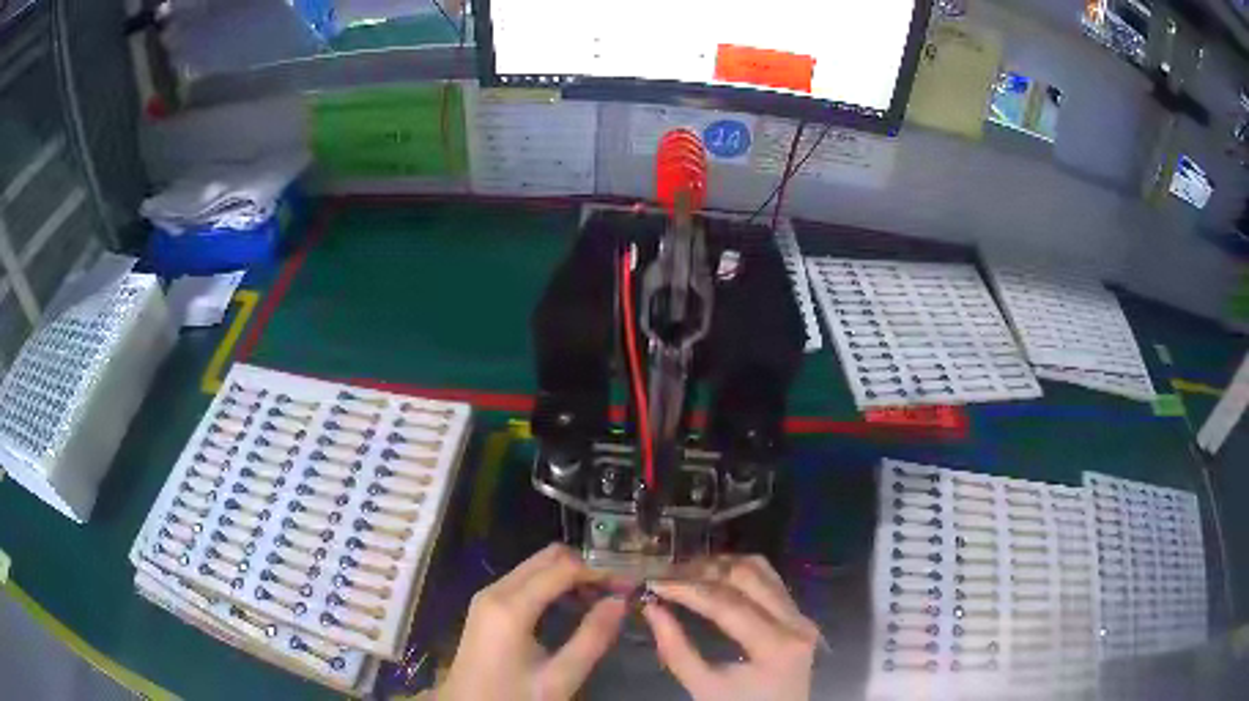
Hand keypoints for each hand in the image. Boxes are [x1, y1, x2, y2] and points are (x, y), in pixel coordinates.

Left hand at [440, 544, 627, 700]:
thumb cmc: (513, 696)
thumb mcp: (559, 678)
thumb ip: (592, 639)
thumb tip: (620, 601)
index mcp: (510, 607)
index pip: (563, 569)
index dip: (600, 571)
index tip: (630, 584)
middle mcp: (496, 590)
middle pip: (547, 558)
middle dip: (586, 568)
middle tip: (617, 590)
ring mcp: (488, 596)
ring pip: (536, 566)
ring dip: (570, 575)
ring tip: (601, 599)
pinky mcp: (487, 605)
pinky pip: (525, 580)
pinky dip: (553, 585)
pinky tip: (572, 606)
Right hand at [642, 556, 818, 700]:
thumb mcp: (703, 688)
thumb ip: (676, 649)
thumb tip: (651, 608)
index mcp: (776, 645)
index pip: (727, 604)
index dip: (687, 589)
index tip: (653, 582)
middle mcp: (796, 622)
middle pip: (747, 575)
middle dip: (702, 571)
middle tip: (666, 575)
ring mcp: (801, 616)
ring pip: (761, 569)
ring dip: (720, 565)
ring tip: (685, 573)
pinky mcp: (797, 615)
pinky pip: (769, 580)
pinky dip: (738, 572)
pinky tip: (712, 578)